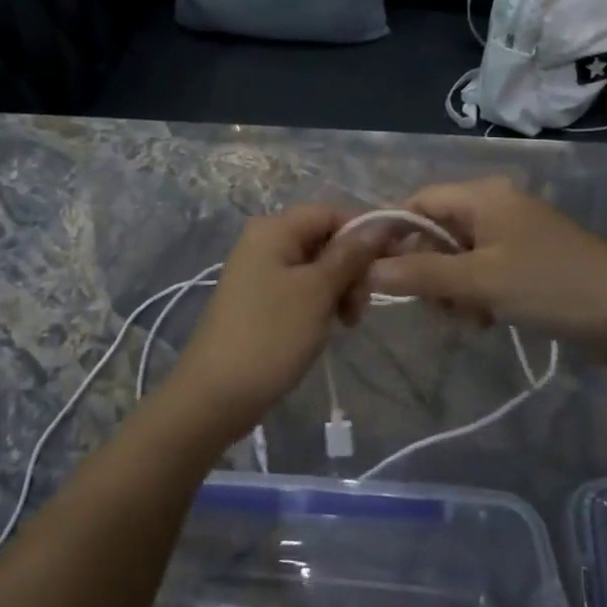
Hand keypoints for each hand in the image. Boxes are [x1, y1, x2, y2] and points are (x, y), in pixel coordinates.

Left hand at [162, 205, 379, 438]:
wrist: (217, 394)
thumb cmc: (270, 335)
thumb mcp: (317, 292)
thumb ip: (350, 255)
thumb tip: (381, 224)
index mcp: (274, 229)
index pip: (330, 212)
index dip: (363, 232)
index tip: (389, 264)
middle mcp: (264, 241)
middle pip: (323, 238)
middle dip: (351, 267)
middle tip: (360, 307)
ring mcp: (260, 271)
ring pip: (316, 266)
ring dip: (339, 288)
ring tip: (347, 322)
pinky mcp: (260, 298)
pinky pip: (301, 287)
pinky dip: (320, 301)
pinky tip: (329, 326)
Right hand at [365, 176, 606, 359]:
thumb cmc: (551, 285)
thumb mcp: (481, 281)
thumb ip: (422, 273)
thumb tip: (368, 270)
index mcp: (483, 195)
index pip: (419, 201)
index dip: (393, 232)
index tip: (374, 270)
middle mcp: (495, 206)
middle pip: (437, 231)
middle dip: (429, 270)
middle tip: (434, 306)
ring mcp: (513, 235)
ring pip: (458, 257)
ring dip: (453, 289)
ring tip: (469, 319)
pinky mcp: (527, 261)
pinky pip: (482, 272)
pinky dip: (476, 295)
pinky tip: (486, 321)